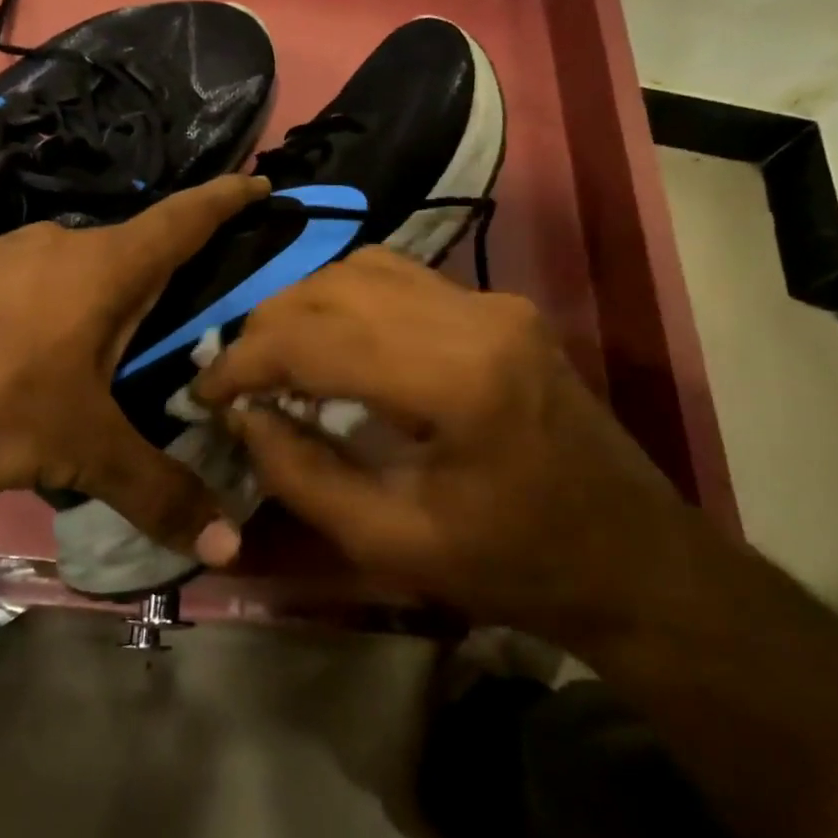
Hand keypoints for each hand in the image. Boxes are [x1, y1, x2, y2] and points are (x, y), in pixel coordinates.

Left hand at [0, 175, 269, 565]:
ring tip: (127, 352)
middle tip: (200, 316)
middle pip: (137, 252)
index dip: (229, 198)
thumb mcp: (77, 447)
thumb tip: (230, 546)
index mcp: (107, 266)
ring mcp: (8, 254)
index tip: (262, 182)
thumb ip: (154, 490)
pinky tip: (48, 361)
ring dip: (111, 303)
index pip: (186, 218)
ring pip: (83, 274)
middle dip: (172, 276)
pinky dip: (63, 315)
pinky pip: (38, 289)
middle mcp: (62, 244)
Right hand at [194, 247, 688, 640]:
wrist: (634, 558)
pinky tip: (330, 342)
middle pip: (334, 287)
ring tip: (274, 358)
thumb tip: (246, 416)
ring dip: (304, 307)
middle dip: (266, 328)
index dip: (245, 361)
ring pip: (361, 269)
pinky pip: (397, 278)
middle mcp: (474, 315)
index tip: (203, 393)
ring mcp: (491, 300)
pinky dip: (345, 300)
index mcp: (455, 378)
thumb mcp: (392, 545)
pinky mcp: (498, 304)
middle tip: (234, 379)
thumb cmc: (516, 568)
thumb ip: (303, 475)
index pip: (315, 336)